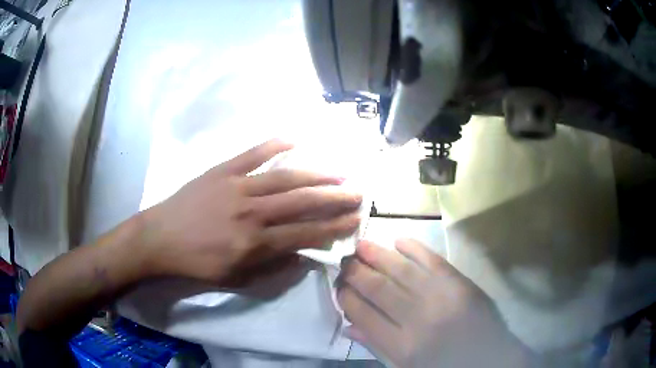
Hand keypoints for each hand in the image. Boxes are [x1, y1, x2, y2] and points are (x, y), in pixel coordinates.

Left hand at [139, 139, 361, 285]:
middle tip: (359, 194)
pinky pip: (252, 154)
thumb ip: (272, 268)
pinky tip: (295, 139)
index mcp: (255, 243)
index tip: (354, 220)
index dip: (333, 227)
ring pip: (285, 178)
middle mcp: (252, 213)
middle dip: (335, 199)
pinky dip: (274, 145)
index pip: (305, 234)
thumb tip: (303, 256)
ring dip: (316, 175)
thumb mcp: (236, 278)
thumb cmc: (198, 263)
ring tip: (340, 173)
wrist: (161, 238)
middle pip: (302, 203)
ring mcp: (237, 187)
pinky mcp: (222, 171)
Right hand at [337, 239, 532, 367]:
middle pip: (378, 288)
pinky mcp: (460, 282)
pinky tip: (398, 240)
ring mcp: (442, 297)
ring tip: (361, 245)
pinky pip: (432, 259)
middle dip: (356, 272)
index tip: (338, 286)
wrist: (491, 358)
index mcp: (403, 346)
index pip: (363, 314)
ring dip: (377, 254)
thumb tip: (348, 325)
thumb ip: (377, 346)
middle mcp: (419, 319)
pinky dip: (414, 247)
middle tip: (344, 261)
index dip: (346, 297)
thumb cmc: (444, 366)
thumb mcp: (407, 366)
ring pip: (401, 270)